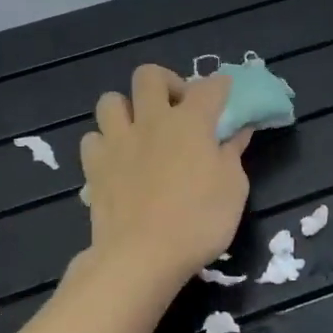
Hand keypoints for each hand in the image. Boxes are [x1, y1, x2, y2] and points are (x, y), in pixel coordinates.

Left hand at [80, 66, 250, 284]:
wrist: (142, 256)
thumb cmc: (199, 221)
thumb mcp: (234, 188)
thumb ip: (233, 154)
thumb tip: (239, 131)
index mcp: (190, 122)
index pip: (209, 87)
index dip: (220, 85)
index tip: (226, 92)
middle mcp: (151, 121)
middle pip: (149, 76)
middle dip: (166, 82)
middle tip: (178, 106)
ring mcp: (117, 141)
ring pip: (111, 101)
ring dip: (127, 108)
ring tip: (141, 130)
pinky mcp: (94, 166)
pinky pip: (93, 138)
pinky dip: (105, 143)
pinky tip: (118, 159)